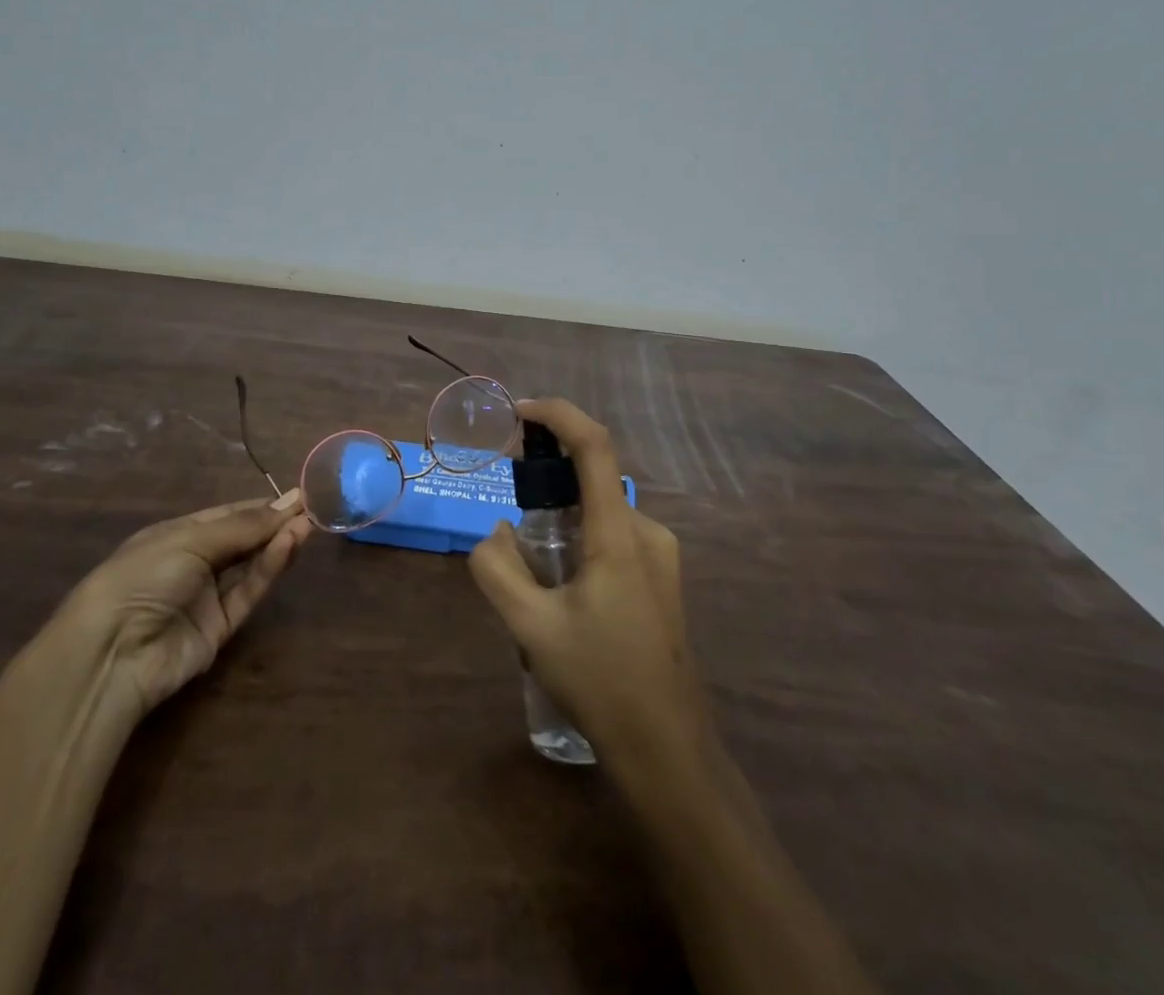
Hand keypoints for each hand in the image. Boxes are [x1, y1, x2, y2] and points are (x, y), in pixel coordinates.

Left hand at [62, 489, 311, 715]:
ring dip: (277, 544)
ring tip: (307, 525)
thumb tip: (287, 504)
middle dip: (274, 523)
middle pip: (242, 540)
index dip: (260, 506)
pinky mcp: (219, 629)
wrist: (111, 654)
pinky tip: (288, 546)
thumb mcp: (190, 540)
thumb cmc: (142, 577)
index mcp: (176, 536)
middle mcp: (193, 563)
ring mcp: (206, 598)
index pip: (226, 515)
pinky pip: (247, 592)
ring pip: (250, 566)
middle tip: (311, 509)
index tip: (297, 496)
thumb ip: (243, 526)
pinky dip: (269, 569)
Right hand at [468, 399, 713, 778]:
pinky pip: (613, 537)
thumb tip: (495, 533)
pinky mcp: (661, 578)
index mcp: (619, 535)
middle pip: (592, 479)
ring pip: (599, 512)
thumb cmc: (601, 683)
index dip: (558, 414)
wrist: (668, 750)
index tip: (518, 412)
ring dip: (561, 519)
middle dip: (547, 478)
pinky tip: (562, 593)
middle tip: (510, 510)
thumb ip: (498, 569)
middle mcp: (647, 532)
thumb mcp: (532, 628)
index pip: (594, 446)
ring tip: (533, 574)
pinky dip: (580, 539)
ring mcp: (660, 556)